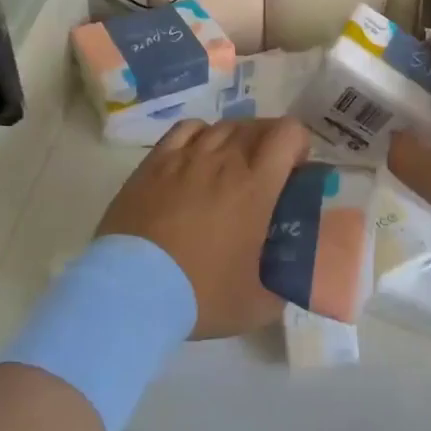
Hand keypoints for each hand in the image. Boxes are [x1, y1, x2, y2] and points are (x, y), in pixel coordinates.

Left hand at [95, 116, 311, 338]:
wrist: (131, 291)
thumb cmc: (200, 294)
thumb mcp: (257, 304)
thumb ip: (283, 286)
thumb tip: (290, 280)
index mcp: (256, 186)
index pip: (288, 133)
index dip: (299, 144)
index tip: (296, 171)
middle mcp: (223, 160)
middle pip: (256, 125)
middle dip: (270, 142)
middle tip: (267, 174)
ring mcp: (185, 157)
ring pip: (222, 126)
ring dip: (237, 140)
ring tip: (231, 167)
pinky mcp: (154, 163)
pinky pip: (186, 130)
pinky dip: (201, 135)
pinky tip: (198, 157)